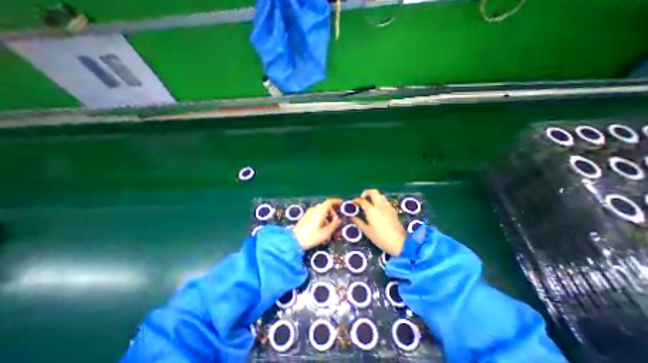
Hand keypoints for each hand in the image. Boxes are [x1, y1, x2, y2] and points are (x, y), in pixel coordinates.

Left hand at [294, 198, 343, 249]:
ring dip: (327, 216)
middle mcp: (314, 209)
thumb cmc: (311, 236)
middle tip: (336, 221)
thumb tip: (339, 220)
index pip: (329, 202)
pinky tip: (322, 228)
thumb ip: (334, 225)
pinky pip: (316, 214)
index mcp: (319, 211)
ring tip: (329, 227)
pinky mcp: (305, 217)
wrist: (294, 241)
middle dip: (332, 212)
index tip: (341, 203)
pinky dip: (321, 218)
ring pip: (321, 211)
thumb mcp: (325, 232)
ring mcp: (309, 213)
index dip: (336, 201)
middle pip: (325, 206)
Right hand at [350, 190, 402, 254]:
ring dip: (374, 196)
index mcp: (371, 210)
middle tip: (362, 198)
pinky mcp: (393, 210)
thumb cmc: (380, 238)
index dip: (356, 200)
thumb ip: (358, 222)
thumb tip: (351, 217)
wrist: (399, 243)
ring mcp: (388, 207)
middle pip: (373, 192)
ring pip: (380, 195)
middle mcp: (380, 205)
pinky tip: (378, 209)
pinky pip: (385, 201)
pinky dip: (379, 201)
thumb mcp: (367, 231)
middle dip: (366, 192)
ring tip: (369, 203)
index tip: (353, 202)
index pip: (362, 200)